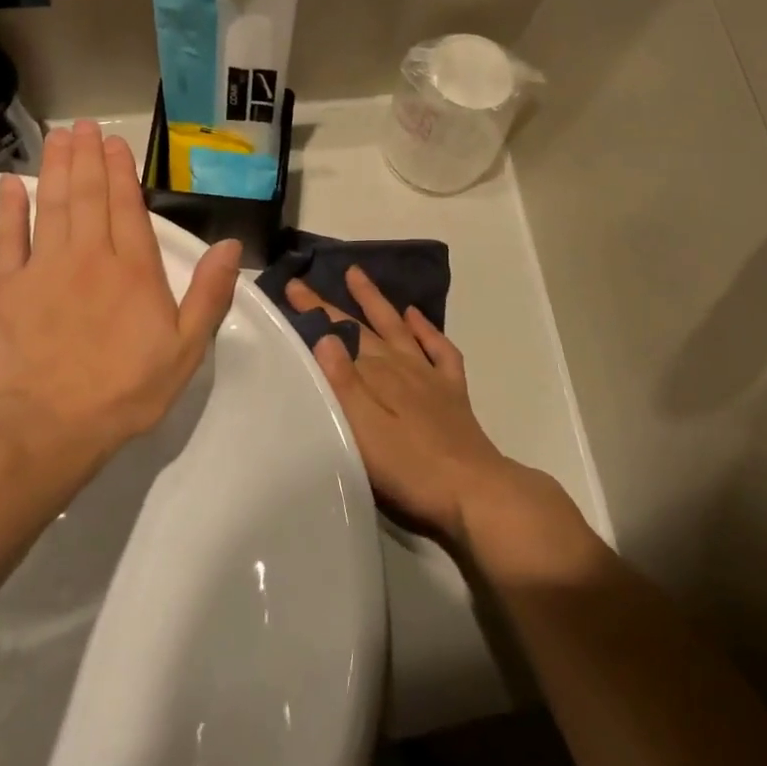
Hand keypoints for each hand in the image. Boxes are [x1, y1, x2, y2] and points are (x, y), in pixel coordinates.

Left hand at [0, 121, 241, 497]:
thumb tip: (230, 246)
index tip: (114, 142)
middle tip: (84, 126)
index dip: (120, 172)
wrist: (50, 426)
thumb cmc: (126, 390)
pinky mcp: (8, 289)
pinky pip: (8, 239)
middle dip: (86, 157)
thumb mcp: (186, 349)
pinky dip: (9, 209)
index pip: (127, 208)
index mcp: (133, 271)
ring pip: (50, 206)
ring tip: (58, 138)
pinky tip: (11, 185)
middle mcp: (89, 257)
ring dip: (55, 169)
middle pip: (87, 196)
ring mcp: (44, 269)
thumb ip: (209, 294)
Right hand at [285, 267, 524, 545]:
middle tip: (306, 283)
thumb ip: (343, 384)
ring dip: (377, 302)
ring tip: (357, 275)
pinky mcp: (452, 392)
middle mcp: (402, 366)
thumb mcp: (364, 431)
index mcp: (377, 375)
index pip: (339, 334)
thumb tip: (325, 335)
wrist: (473, 490)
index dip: (315, 311)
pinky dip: (426, 329)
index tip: (293, 286)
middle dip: (334, 304)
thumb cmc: (409, 467)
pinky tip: (415, 316)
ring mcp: (430, 376)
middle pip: (364, 328)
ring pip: (399, 328)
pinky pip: (439, 349)